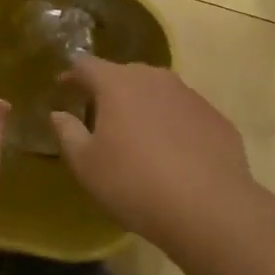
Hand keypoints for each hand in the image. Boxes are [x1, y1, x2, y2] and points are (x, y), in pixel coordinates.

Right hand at [51, 58, 258, 249]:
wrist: (209, 209)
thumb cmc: (134, 183)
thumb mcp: (86, 165)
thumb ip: (67, 133)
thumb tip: (58, 114)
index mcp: (117, 84)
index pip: (86, 65)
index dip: (71, 75)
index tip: (63, 88)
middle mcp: (154, 78)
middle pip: (124, 74)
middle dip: (109, 90)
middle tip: (99, 115)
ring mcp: (189, 95)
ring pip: (157, 92)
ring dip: (143, 106)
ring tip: (138, 135)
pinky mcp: (216, 118)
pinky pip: (185, 114)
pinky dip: (173, 125)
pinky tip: (174, 154)